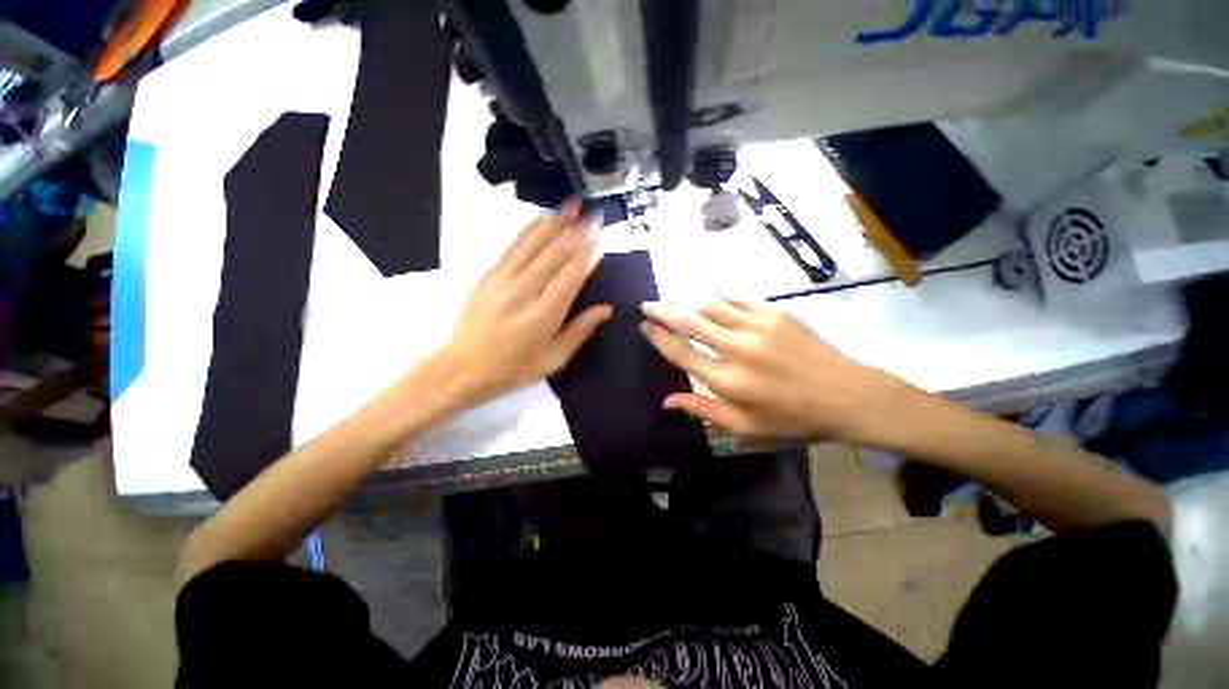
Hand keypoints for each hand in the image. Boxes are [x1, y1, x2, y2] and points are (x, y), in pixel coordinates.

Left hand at [443, 201, 611, 407]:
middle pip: (554, 253)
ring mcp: (503, 279)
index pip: (572, 275)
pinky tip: (541, 219)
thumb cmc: (513, 368)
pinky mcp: (488, 275)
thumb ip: (580, 331)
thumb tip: (606, 309)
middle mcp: (525, 290)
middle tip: (593, 214)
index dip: (588, 254)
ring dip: (554, 222)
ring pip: (532, 243)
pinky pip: (511, 246)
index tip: (602, 237)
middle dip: (576, 231)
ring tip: (570, 205)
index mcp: (545, 314)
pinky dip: (528, 230)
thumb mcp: (553, 359)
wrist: (462, 368)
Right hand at [641, 297, 903, 442]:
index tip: (644, 327)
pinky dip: (717, 297)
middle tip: (647, 304)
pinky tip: (707, 298)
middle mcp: (737, 349)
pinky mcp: (775, 313)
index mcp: (727, 381)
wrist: (846, 395)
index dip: (658, 337)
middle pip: (689, 322)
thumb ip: (702, 411)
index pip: (681, 353)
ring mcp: (757, 327)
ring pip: (710, 306)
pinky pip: (737, 299)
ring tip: (672, 300)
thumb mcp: (745, 426)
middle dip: (663, 311)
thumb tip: (666, 401)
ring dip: (687, 302)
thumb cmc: (792, 417)